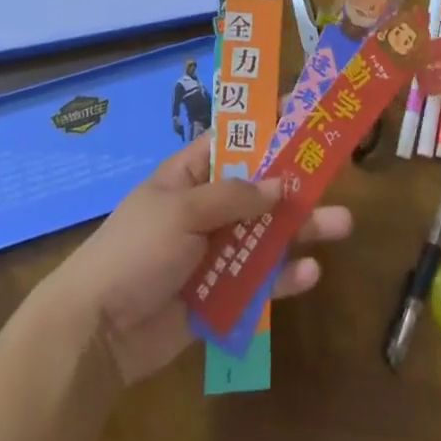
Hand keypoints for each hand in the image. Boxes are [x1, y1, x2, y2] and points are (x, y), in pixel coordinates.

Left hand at [43, 135, 352, 384]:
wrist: (97, 332)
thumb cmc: (135, 250)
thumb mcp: (181, 210)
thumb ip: (232, 196)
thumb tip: (279, 185)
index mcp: (189, 176)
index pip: (233, 140)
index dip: (265, 125)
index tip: (302, 108)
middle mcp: (206, 209)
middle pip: (260, 190)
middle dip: (296, 182)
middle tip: (336, 171)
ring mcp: (214, 253)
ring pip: (267, 235)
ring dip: (302, 229)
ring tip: (343, 224)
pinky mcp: (220, 296)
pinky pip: (259, 282)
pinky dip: (284, 278)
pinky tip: (310, 273)